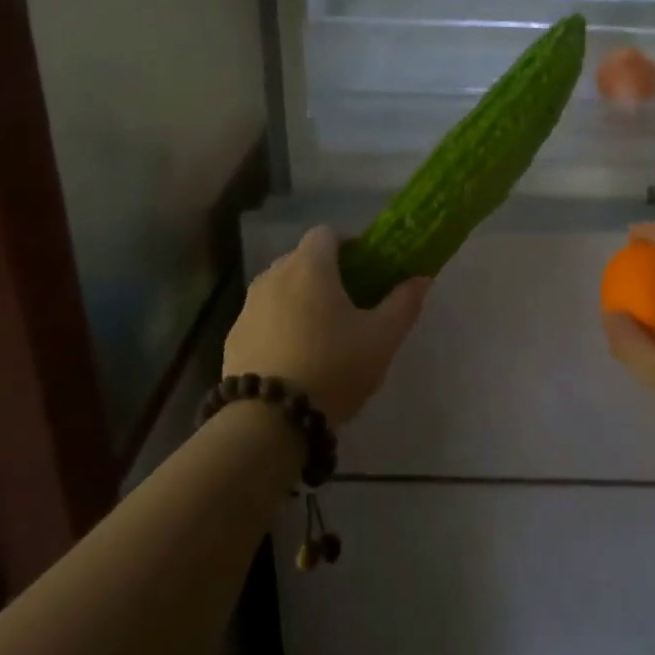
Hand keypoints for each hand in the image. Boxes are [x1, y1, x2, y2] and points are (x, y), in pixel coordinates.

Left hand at [223, 226, 429, 424]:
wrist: (269, 421)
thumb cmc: (334, 368)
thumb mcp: (382, 338)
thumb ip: (404, 303)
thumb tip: (421, 278)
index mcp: (310, 267)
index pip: (326, 233)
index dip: (349, 246)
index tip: (366, 271)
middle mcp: (273, 276)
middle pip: (302, 259)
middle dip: (325, 274)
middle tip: (350, 305)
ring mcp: (248, 307)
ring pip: (280, 288)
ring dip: (299, 300)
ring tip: (320, 334)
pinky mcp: (233, 337)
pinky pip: (262, 317)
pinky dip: (278, 325)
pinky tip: (293, 358)